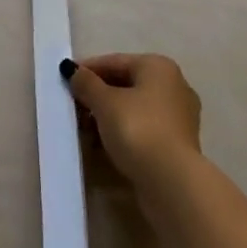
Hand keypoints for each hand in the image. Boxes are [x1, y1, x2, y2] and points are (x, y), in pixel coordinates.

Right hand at [63, 52, 202, 185]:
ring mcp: (179, 119)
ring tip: (84, 130)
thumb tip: (71, 70)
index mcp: (159, 67)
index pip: (116, 62)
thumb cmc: (138, 130)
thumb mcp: (104, 102)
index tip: (67, 79)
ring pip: (135, 110)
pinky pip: (144, 131)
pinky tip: (103, 146)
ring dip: (109, 118)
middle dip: (98, 96)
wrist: (173, 185)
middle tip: (74, 107)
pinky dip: (124, 135)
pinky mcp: (178, 148)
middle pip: (126, 85)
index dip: (89, 70)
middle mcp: (174, 87)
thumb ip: (86, 83)